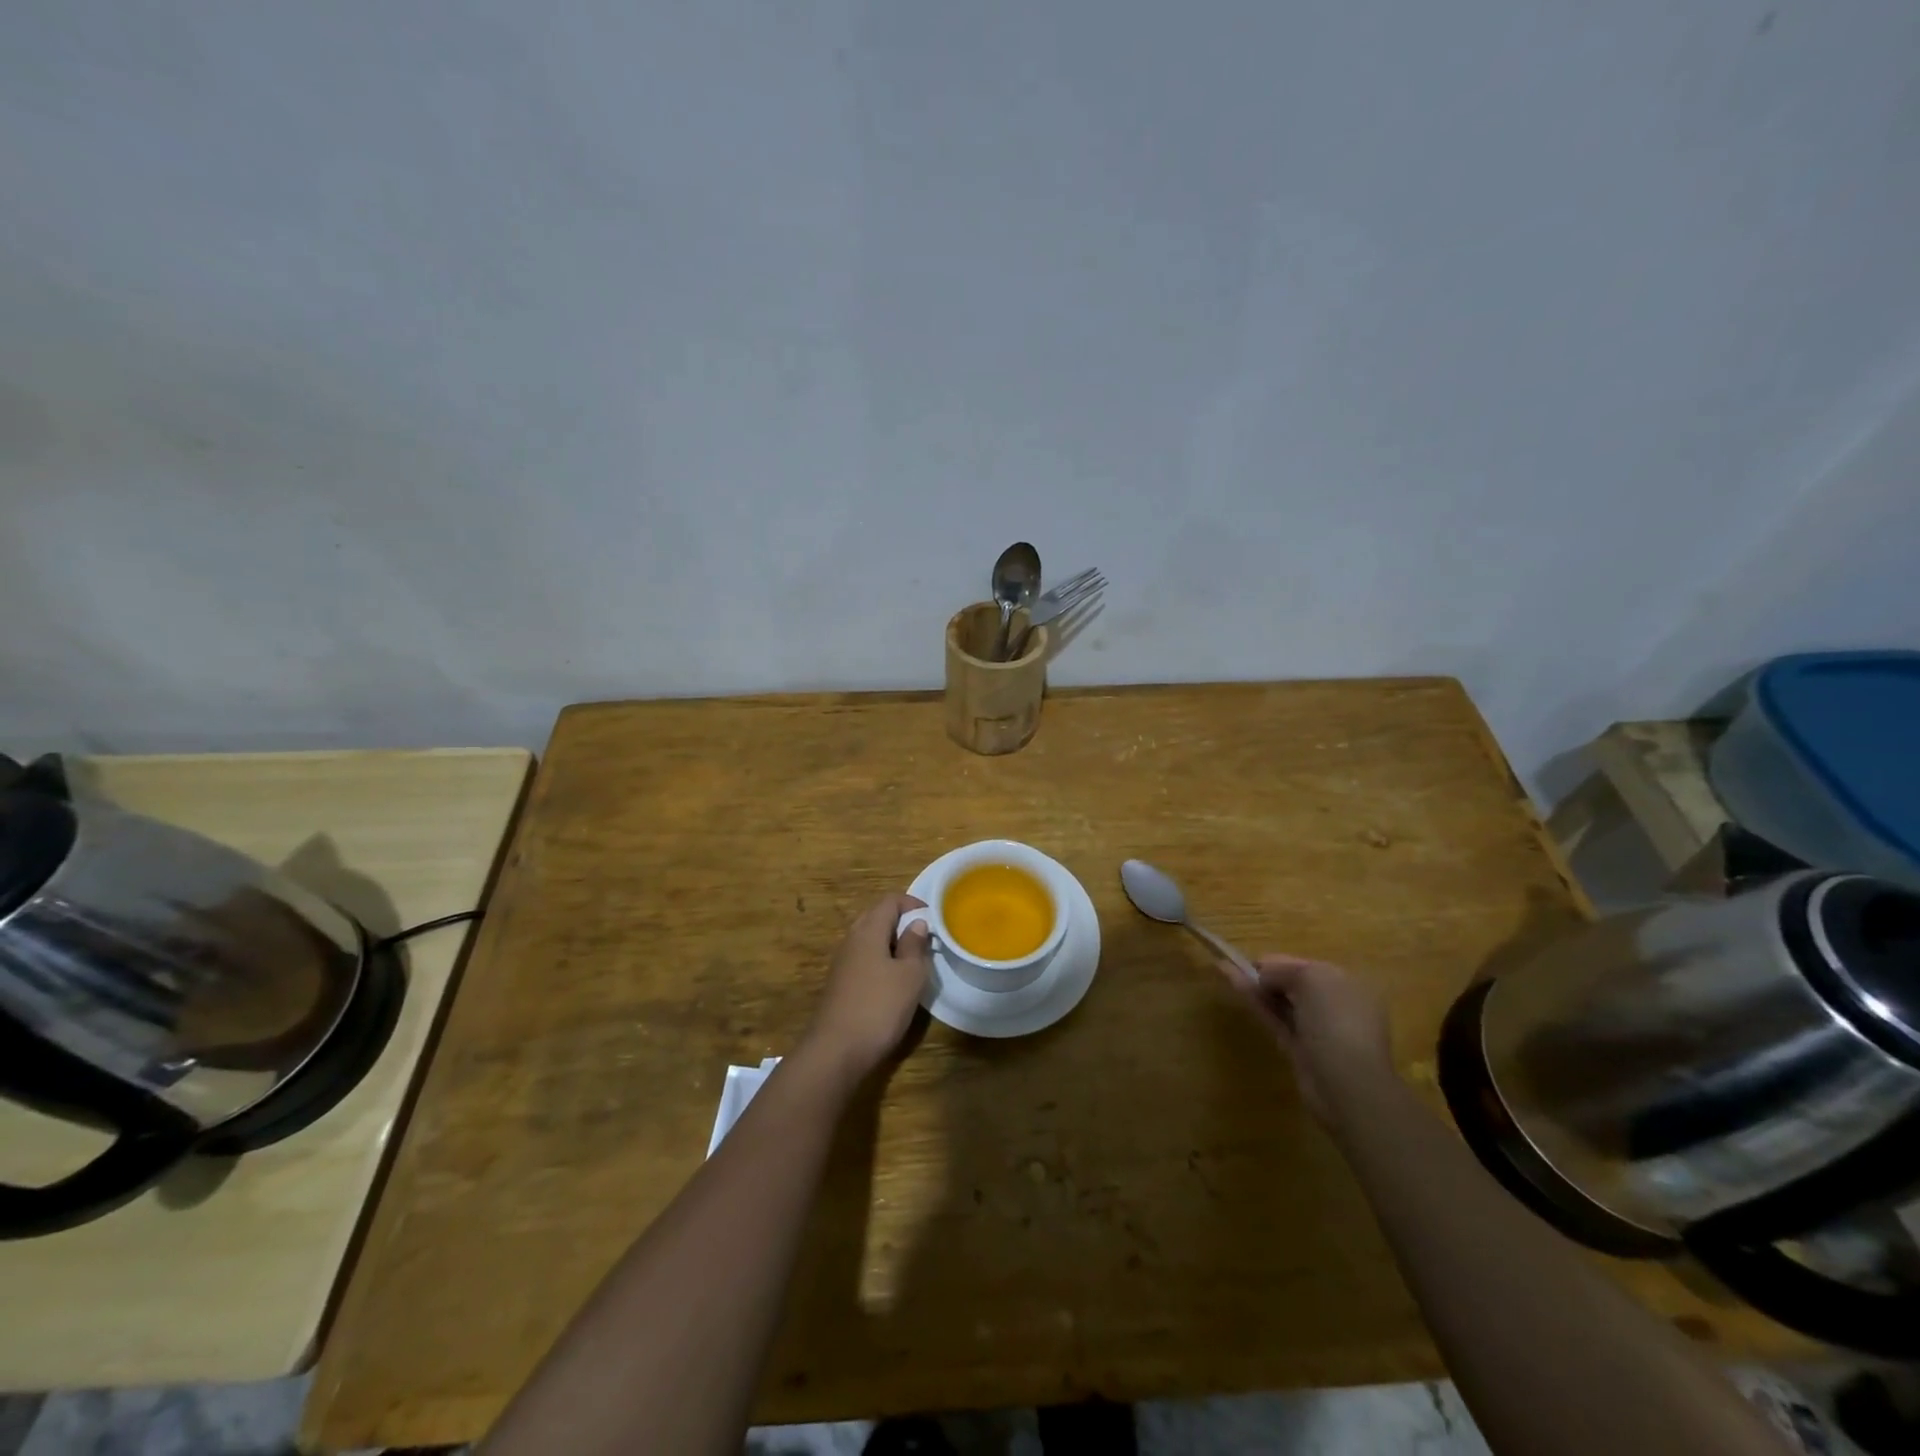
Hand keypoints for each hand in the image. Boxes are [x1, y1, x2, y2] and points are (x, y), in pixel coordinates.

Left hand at [800, 894, 932, 1081]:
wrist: (836, 1051)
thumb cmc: (879, 1007)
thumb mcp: (910, 975)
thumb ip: (915, 945)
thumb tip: (917, 924)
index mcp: (868, 930)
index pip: (890, 900)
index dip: (913, 904)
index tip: (934, 920)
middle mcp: (852, 939)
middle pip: (877, 916)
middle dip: (902, 922)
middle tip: (925, 939)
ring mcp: (842, 962)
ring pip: (870, 939)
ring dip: (892, 943)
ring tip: (914, 961)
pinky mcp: (840, 982)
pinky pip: (864, 958)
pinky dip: (881, 960)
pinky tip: (893, 982)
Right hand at [1221, 954, 1396, 1124]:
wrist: (1348, 1084)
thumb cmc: (1336, 1021)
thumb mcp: (1312, 979)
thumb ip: (1284, 971)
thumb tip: (1264, 977)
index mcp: (1348, 985)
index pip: (1307, 966)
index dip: (1279, 961)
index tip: (1251, 961)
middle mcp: (1335, 1005)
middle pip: (1294, 984)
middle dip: (1266, 974)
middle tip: (1234, 964)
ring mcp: (1318, 1029)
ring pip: (1282, 1002)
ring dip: (1256, 987)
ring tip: (1224, 969)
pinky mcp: (1301, 1050)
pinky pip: (1276, 1020)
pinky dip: (1258, 1005)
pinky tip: (1238, 990)